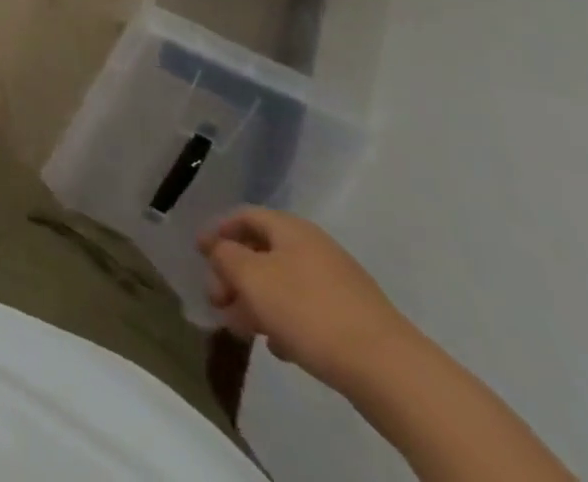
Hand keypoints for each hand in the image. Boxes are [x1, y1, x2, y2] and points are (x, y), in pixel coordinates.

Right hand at [198, 208, 416, 393]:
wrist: (389, 371)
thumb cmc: (309, 311)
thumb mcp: (251, 277)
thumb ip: (225, 256)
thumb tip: (220, 250)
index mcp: (290, 229)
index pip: (244, 216)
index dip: (217, 231)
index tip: (198, 254)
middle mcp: (314, 248)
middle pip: (262, 252)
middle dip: (234, 275)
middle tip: (216, 300)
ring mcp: (338, 285)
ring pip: (282, 284)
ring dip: (256, 302)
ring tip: (241, 330)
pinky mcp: (353, 320)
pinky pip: (306, 311)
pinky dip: (284, 322)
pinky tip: (279, 349)